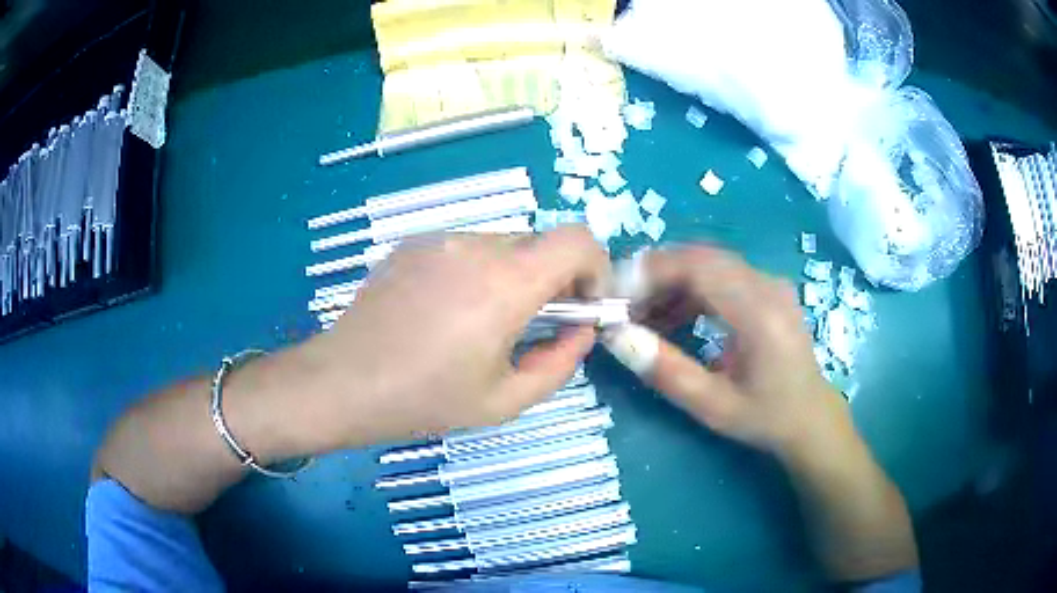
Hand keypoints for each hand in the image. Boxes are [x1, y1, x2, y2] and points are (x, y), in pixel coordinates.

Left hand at [296, 227, 609, 447]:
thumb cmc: (424, 400)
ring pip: (503, 245)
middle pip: (540, 244)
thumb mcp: (504, 400)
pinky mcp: (413, 244)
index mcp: (505, 284)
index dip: (595, 266)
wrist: (341, 382)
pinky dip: (477, 272)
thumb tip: (580, 331)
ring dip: (512, 276)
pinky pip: (465, 249)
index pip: (577, 241)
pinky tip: (445, 311)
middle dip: (552, 279)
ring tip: (481, 322)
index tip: (583, 303)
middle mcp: (475, 247)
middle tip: (532, 324)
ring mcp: (440, 240)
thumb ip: (559, 363)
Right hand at [603, 245, 916, 580]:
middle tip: (623, 304)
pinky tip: (673, 317)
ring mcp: (770, 283)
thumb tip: (618, 336)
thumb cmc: (765, 417)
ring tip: (642, 315)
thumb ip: (666, 371)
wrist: (810, 417)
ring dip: (671, 282)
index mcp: (760, 313)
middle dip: (655, 274)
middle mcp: (768, 286)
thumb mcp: (713, 406)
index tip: (617, 294)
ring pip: (709, 263)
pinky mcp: (767, 289)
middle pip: (701, 257)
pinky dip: (690, 289)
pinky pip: (721, 274)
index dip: (652, 271)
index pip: (699, 267)